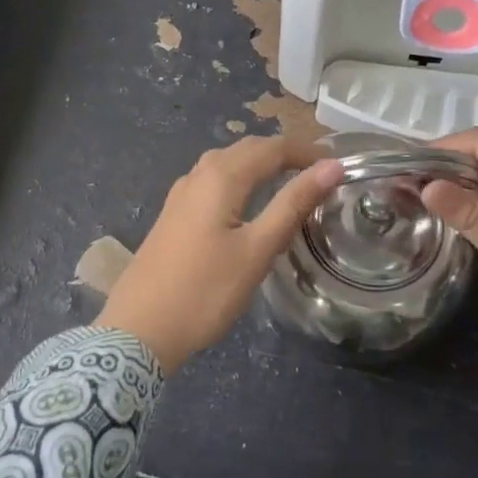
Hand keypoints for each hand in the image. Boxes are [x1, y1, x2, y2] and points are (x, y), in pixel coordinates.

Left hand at [98, 137, 345, 372]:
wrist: (138, 330)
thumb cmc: (205, 291)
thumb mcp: (257, 250)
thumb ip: (293, 204)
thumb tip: (331, 167)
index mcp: (221, 177)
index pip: (272, 147)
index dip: (306, 151)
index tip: (338, 166)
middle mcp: (198, 175)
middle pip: (247, 149)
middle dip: (284, 153)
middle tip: (319, 173)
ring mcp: (181, 194)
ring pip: (226, 163)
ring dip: (260, 164)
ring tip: (289, 182)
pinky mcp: (173, 214)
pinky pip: (212, 181)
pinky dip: (239, 179)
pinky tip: (246, 203)